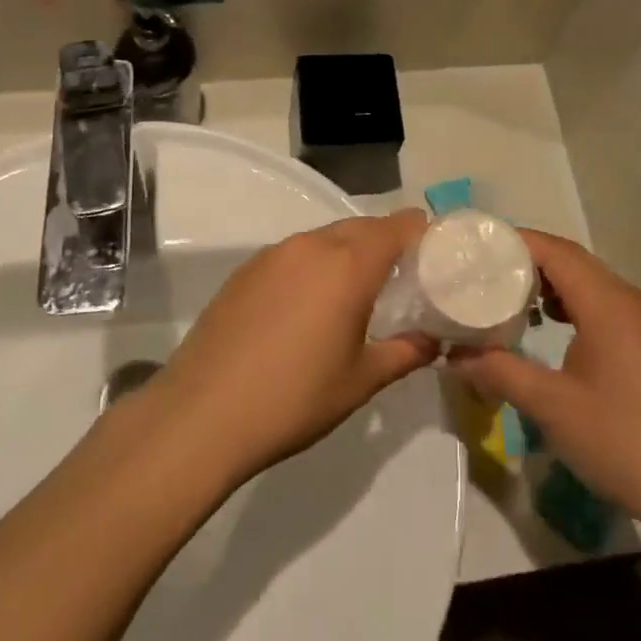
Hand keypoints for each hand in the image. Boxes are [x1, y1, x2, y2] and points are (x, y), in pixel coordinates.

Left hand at [152, 211, 439, 481]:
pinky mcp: (245, 270)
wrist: (202, 413)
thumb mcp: (361, 381)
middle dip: (387, 244)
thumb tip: (432, 341)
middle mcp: (311, 245)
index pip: (398, 226)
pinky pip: (295, 254)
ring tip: (356, 295)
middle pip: (362, 227)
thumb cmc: (294, 398)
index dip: (423, 233)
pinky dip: (314, 266)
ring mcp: (273, 254)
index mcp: (348, 264)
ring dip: (349, 254)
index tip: (438, 257)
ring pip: (326, 238)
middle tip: (403, 281)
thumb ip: (405, 353)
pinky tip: (308, 306)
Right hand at [450, 231, 640, 540]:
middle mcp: (629, 300)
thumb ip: (498, 372)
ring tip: (509, 297)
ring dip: (549, 283)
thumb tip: (454, 356)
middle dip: (527, 260)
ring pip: (589, 282)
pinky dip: (571, 303)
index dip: (515, 242)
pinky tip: (549, 326)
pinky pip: (603, 304)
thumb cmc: (619, 440)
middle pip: (572, 260)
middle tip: (483, 272)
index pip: (555, 251)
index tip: (477, 250)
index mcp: (607, 303)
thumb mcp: (549, 405)